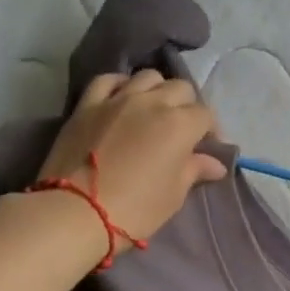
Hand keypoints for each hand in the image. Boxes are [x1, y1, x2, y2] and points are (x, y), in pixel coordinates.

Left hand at [38, 70, 227, 244]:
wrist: (75, 213)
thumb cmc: (135, 209)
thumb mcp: (173, 194)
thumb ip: (194, 170)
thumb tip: (215, 164)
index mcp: (180, 124)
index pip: (205, 115)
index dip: (210, 131)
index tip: (206, 148)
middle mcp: (152, 102)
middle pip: (180, 88)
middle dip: (187, 106)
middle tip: (182, 130)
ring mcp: (117, 99)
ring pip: (147, 77)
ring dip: (157, 90)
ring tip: (153, 111)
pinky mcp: (87, 104)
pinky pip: (108, 80)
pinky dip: (120, 85)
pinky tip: (122, 98)